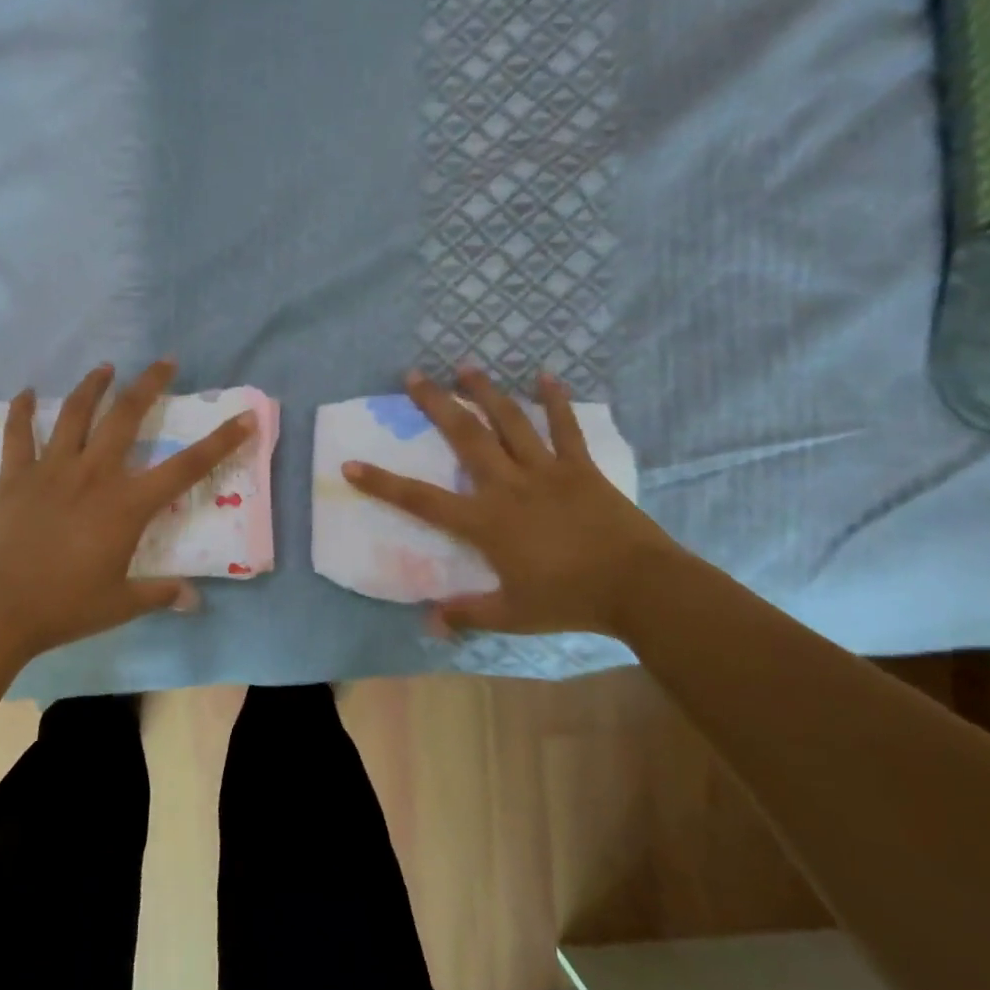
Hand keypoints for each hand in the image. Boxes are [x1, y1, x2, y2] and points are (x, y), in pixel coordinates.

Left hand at [0, 360, 256, 659]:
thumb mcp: (120, 604)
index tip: (245, 417)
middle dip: (150, 385)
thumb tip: (193, 600)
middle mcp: (94, 475)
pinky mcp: (16, 476)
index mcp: (127, 505)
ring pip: (76, 414)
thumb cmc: (64, 606)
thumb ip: (160, 594)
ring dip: (93, 386)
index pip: (185, 468)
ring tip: (106, 367)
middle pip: (127, 417)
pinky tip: (28, 393)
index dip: (220, 442)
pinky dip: (22, 411)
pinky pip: (19, 435)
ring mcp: (52, 470)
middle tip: (165, 362)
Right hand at [343, 368, 680, 638]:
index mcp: (485, 521)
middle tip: (414, 375)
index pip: (421, 500)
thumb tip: (427, 624)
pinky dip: (555, 401)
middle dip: (436, 404)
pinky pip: (566, 428)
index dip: (383, 483)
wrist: (639, 587)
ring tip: (466, 366)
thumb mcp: (512, 615)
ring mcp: (546, 471)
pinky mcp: (580, 468)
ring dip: (486, 392)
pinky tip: (546, 376)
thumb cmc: (569, 600)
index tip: (351, 464)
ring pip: (510, 422)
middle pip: (465, 437)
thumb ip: (467, 614)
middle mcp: (508, 485)